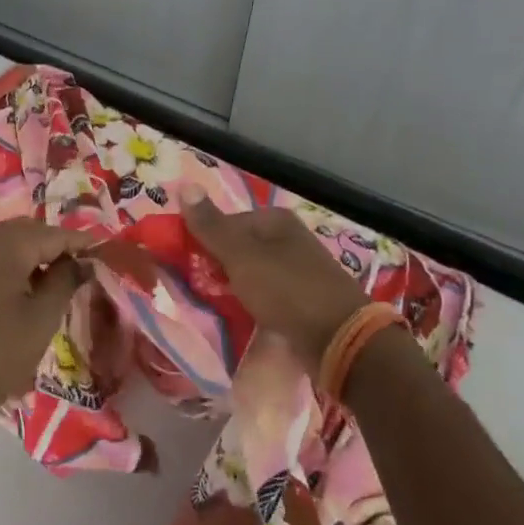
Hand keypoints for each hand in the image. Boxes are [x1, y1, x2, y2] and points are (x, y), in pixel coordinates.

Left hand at [0, 218, 88, 447]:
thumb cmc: (1, 351)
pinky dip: (16, 261)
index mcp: (6, 244)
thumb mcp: (43, 316)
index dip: (81, 242)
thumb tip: (83, 261)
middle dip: (58, 245)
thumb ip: (66, 280)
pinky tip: (31, 283)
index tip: (105, 250)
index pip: (54, 234)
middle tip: (85, 266)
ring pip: (12, 240)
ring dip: (36, 253)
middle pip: (31, 231)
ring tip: (62, 277)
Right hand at [183, 185, 369, 374]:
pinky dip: (251, 303)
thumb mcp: (240, 255)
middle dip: (217, 267)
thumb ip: (210, 225)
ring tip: (217, 305)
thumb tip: (184, 185)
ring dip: (232, 287)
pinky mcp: (303, 298)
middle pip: (238, 248)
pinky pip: (266, 294)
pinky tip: (243, 316)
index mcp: (275, 220)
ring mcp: (298, 269)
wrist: (339, 339)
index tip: (188, 267)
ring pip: (250, 273)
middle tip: (200, 289)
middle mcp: (288, 239)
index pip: (224, 222)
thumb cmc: (286, 290)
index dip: (202, 242)